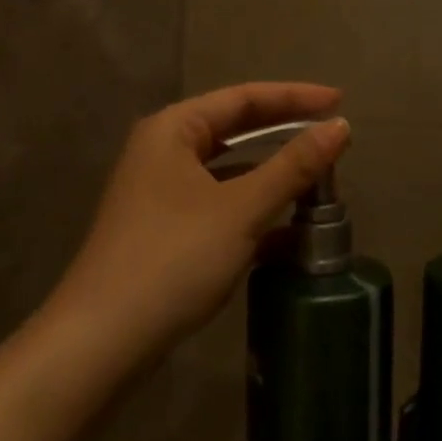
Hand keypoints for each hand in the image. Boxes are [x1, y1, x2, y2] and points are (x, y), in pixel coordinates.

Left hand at [52, 83, 349, 359]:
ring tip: (318, 179)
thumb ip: (293, 166)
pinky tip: (288, 231)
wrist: (101, 343)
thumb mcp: (241, 209)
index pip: (244, 98)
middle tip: (332, 134)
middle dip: (284, 132)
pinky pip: (220, 205)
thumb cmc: (173, 258)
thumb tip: (341, 127)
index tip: (340, 101)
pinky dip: (253, 210)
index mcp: (173, 130)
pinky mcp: (165, 232)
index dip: (295, 97)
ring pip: (229, 171)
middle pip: (235, 129)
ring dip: (272, 174)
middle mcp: (163, 152)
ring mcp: (161, 194)